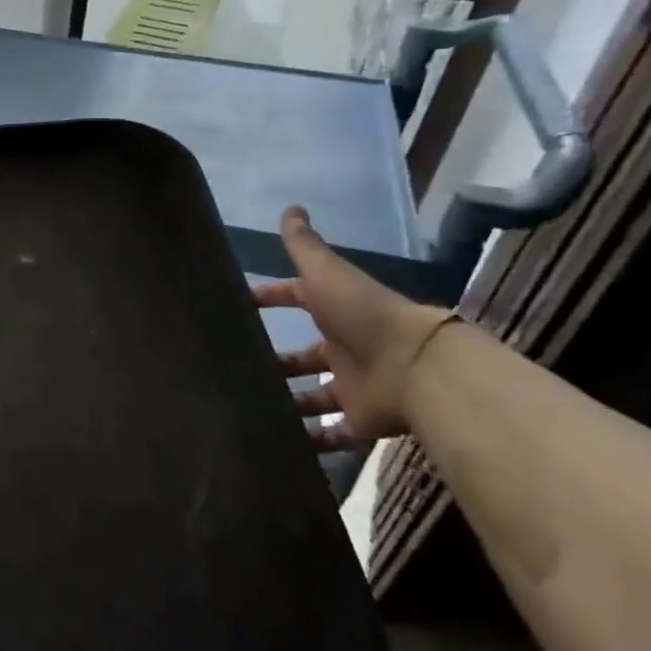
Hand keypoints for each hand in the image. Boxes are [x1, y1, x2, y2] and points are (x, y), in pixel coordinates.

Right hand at [251, 206, 456, 449]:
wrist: (415, 367)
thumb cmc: (363, 315)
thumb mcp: (327, 274)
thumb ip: (305, 246)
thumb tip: (291, 208)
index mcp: (335, 312)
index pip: (297, 300)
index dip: (271, 298)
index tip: (240, 304)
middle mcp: (344, 349)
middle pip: (304, 356)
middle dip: (275, 361)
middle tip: (235, 367)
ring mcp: (352, 386)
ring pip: (313, 396)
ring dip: (287, 402)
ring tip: (249, 407)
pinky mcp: (360, 421)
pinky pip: (332, 434)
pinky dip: (311, 440)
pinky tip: (280, 443)